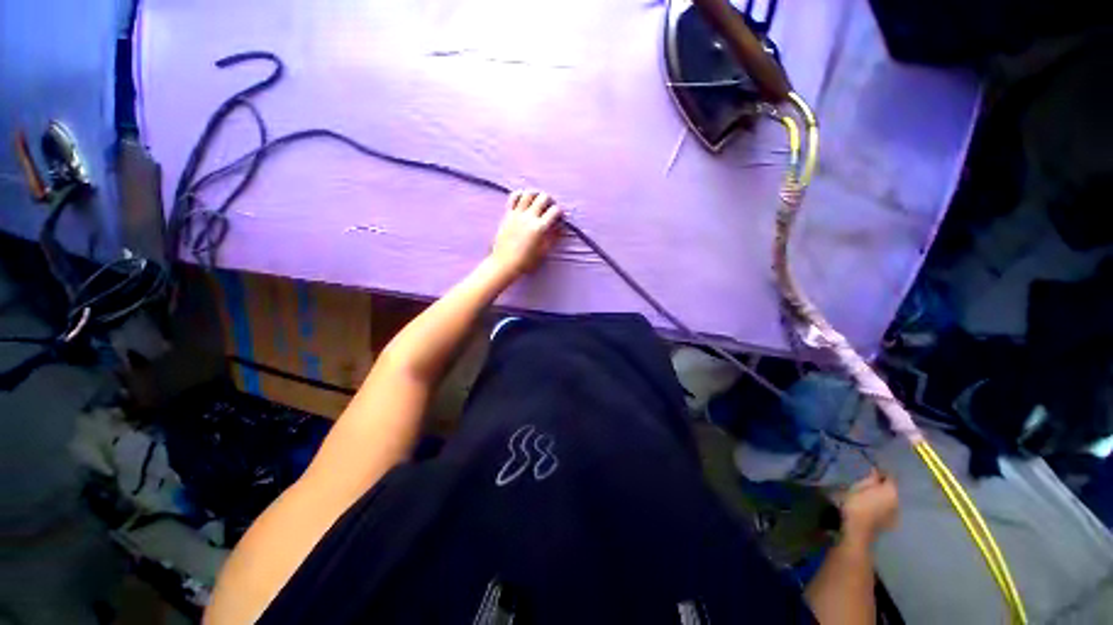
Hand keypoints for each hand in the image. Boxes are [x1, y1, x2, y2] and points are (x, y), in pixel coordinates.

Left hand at [489, 190, 563, 277]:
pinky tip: (524, 200)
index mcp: (540, 228)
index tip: (560, 217)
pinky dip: (520, 195)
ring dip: (536, 195)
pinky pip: (514, 197)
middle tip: (550, 208)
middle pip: (543, 197)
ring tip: (537, 202)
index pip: (555, 211)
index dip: (560, 212)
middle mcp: (529, 217)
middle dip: (550, 201)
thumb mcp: (544, 251)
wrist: (504, 263)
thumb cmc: (526, 261)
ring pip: (528, 193)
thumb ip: (554, 237)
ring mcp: (517, 214)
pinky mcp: (507, 214)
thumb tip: (561, 226)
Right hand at [839, 469, 898, 542]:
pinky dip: (883, 506)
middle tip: (870, 484)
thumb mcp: (859, 487)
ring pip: (891, 500)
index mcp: (891, 491)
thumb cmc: (857, 504)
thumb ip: (870, 479)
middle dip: (883, 486)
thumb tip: (876, 471)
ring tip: (872, 496)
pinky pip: (889, 509)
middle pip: (892, 489)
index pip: (891, 477)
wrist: (859, 530)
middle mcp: (898, 501)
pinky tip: (874, 507)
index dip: (882, 473)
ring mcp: (896, 513)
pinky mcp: (892, 522)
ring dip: (884, 497)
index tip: (873, 472)